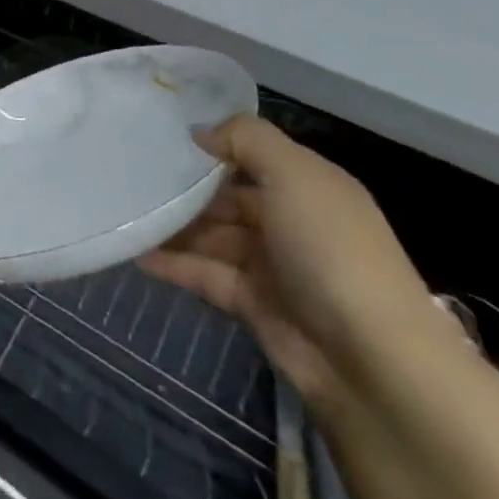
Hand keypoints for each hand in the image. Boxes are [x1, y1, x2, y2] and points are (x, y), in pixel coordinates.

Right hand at [137, 116, 453, 406]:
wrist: (372, 364)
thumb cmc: (332, 250)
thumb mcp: (294, 175)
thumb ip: (245, 139)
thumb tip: (200, 134)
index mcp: (309, 187)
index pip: (254, 155)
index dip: (214, 144)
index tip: (162, 136)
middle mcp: (292, 221)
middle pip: (228, 196)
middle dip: (186, 187)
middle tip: (132, 174)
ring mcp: (273, 266)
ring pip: (212, 236)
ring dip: (173, 226)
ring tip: (125, 211)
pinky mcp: (254, 305)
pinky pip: (205, 274)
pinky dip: (173, 264)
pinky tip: (136, 252)